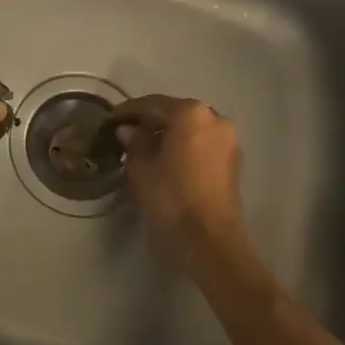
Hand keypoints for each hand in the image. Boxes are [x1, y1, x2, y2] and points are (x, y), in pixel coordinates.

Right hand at [115, 95, 246, 262]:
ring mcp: (228, 140)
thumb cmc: (171, 197)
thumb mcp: (140, 167)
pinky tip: (166, 160)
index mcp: (191, 113)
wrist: (210, 241)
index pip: (153, 104)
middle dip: (151, 122)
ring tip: (145, 149)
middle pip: (175, 113)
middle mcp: (215, 119)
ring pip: (191, 129)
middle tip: (127, 134)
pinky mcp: (233, 162)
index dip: (128, 111)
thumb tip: (128, 130)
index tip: (111, 119)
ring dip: (168, 135)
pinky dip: (184, 147)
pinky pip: (202, 144)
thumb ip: (133, 141)